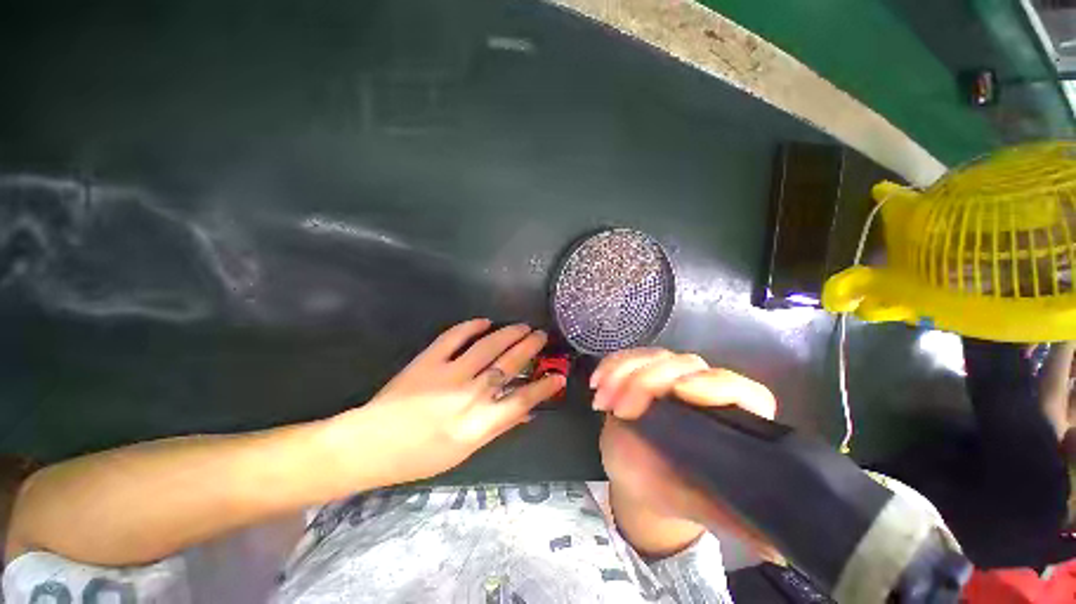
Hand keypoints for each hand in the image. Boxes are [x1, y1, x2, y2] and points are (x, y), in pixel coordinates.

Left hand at [336, 319, 565, 485]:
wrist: (370, 445)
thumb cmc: (420, 456)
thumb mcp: (465, 451)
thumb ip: (498, 427)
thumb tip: (526, 412)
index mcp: (479, 423)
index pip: (523, 400)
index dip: (544, 387)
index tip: (559, 377)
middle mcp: (470, 394)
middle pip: (509, 365)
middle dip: (530, 348)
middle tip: (541, 336)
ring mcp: (449, 373)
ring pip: (488, 346)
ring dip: (509, 334)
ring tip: (523, 326)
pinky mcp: (428, 360)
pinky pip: (454, 337)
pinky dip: (471, 326)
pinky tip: (485, 321)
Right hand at [593, 348, 780, 559]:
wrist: (636, 474)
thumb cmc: (671, 489)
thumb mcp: (699, 506)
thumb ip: (736, 522)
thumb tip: (780, 556)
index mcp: (731, 417)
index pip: (741, 390)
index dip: (716, 385)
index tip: (680, 391)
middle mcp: (703, 388)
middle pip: (685, 365)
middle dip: (647, 381)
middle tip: (620, 410)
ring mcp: (669, 375)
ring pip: (653, 356)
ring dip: (622, 372)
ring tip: (602, 401)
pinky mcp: (641, 369)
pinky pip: (627, 356)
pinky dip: (609, 366)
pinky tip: (596, 383)